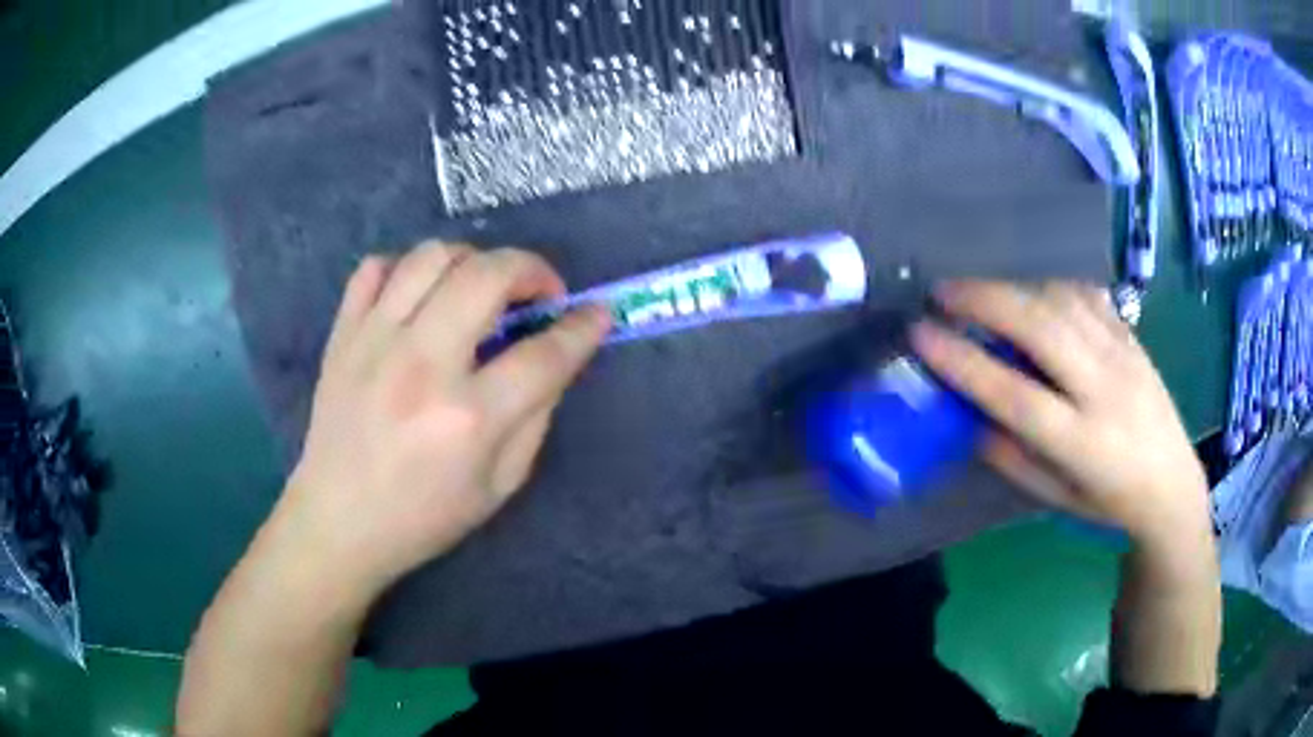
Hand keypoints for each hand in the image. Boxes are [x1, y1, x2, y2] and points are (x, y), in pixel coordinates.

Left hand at [272, 241, 609, 595]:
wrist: (338, 522)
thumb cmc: (424, 517)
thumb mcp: (500, 485)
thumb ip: (535, 416)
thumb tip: (555, 358)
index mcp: (469, 418)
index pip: (544, 353)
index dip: (582, 327)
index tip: (596, 313)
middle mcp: (421, 365)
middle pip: (488, 275)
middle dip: (531, 270)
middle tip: (538, 293)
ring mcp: (373, 342)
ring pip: (432, 256)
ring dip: (472, 260)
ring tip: (480, 289)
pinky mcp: (342, 335)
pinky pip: (374, 268)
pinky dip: (406, 269)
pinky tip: (419, 297)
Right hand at [910, 281, 1209, 546]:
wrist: (1171, 484)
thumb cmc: (1108, 502)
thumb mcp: (1054, 497)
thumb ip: (1011, 455)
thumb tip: (969, 413)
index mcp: (1081, 442)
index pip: (1014, 394)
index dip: (963, 361)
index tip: (921, 334)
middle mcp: (1104, 390)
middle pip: (1041, 328)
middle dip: (985, 300)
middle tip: (943, 292)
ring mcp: (1123, 355)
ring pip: (1063, 301)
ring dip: (1015, 289)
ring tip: (983, 294)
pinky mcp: (1132, 337)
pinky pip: (1087, 296)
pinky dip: (1051, 287)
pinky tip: (1034, 295)